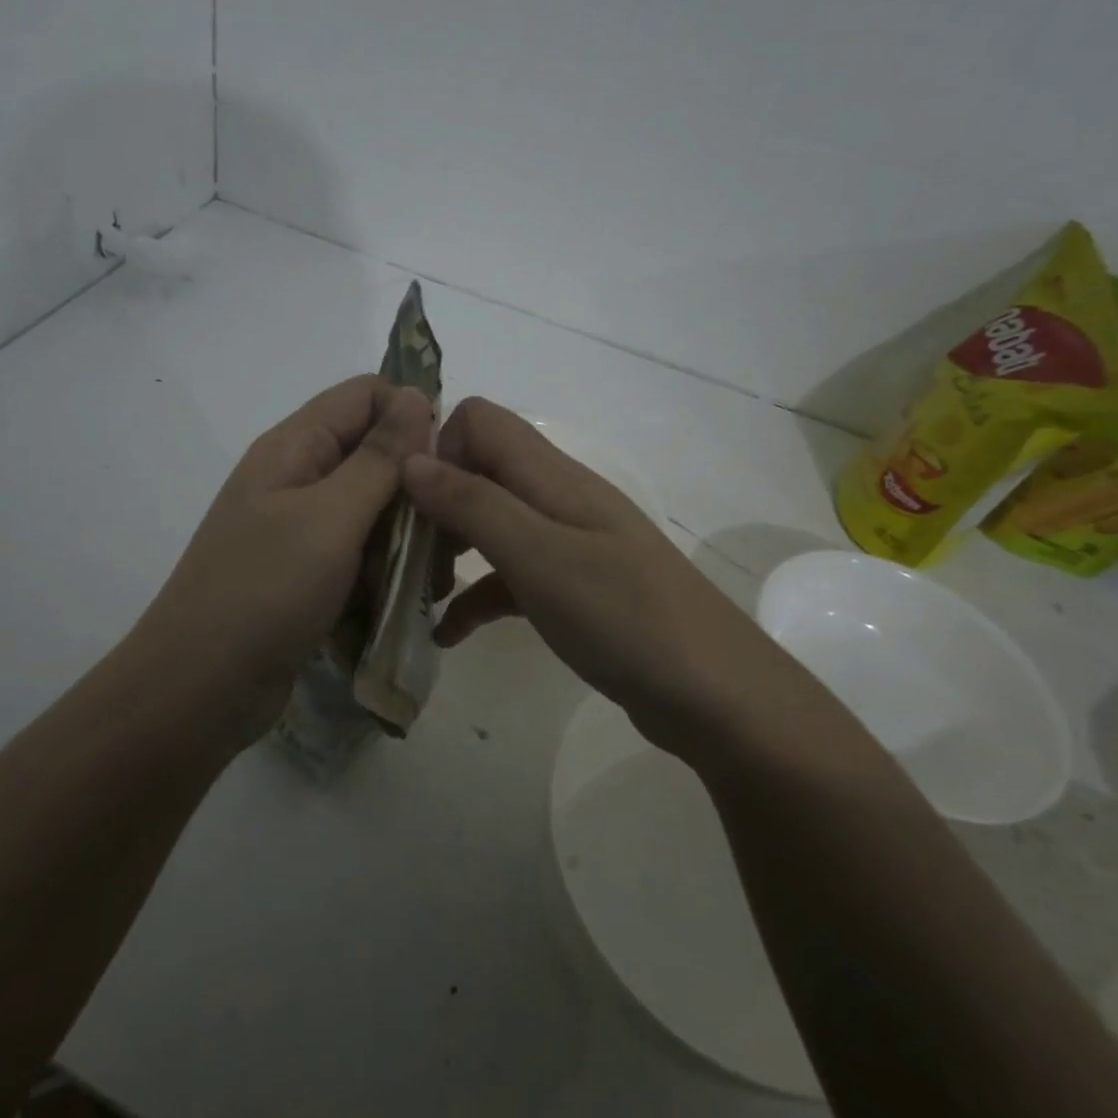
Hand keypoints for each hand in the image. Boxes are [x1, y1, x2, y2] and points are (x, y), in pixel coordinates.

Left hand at [136, 375, 433, 744]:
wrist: (199, 690)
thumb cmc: (264, 592)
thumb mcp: (330, 518)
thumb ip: (378, 458)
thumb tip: (415, 394)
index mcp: (294, 447)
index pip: (366, 396)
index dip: (411, 418)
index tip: (444, 469)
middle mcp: (297, 479)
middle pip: (375, 457)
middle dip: (414, 496)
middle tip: (441, 544)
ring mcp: (301, 530)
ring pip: (375, 513)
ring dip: (403, 544)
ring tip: (419, 586)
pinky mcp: (308, 575)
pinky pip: (360, 557)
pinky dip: (382, 576)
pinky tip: (393, 607)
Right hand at [403, 398, 776, 758]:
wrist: (715, 696)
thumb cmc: (622, 616)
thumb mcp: (537, 556)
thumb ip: (473, 503)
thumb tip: (411, 460)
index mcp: (551, 475)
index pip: (479, 421)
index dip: (437, 449)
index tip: (406, 502)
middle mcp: (556, 498)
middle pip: (478, 472)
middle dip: (433, 506)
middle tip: (402, 557)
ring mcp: (566, 544)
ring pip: (489, 526)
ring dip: (448, 551)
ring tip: (416, 594)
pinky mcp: (571, 589)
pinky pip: (509, 577)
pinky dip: (476, 597)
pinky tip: (447, 634)